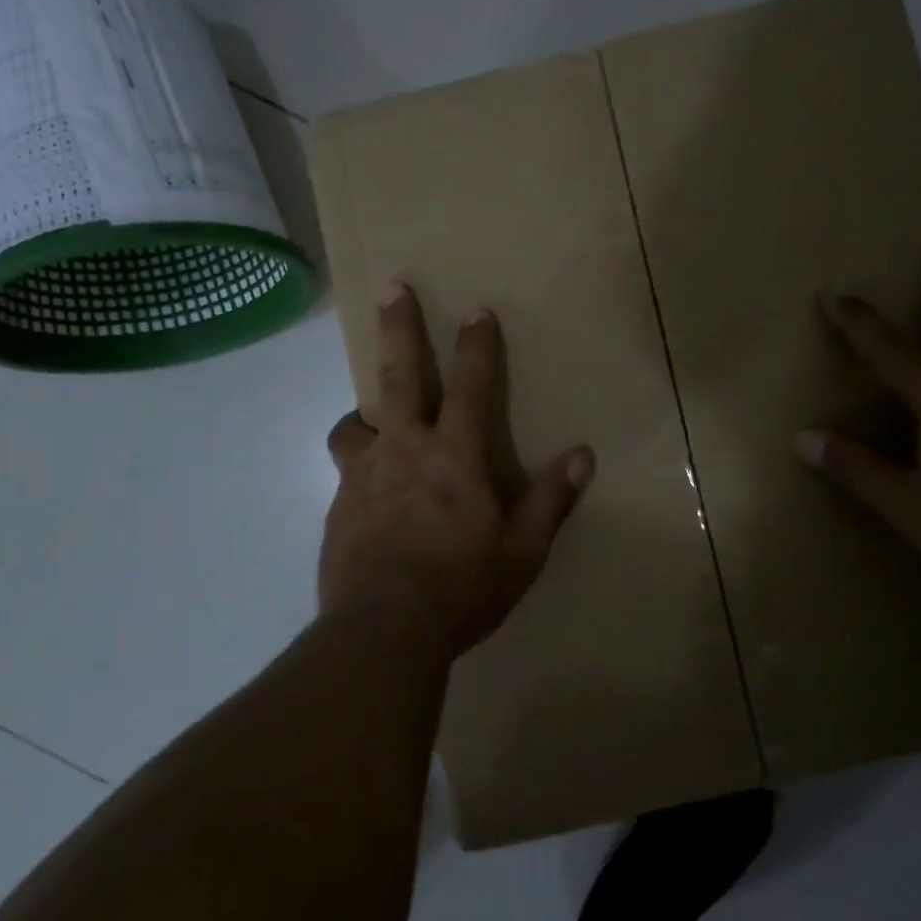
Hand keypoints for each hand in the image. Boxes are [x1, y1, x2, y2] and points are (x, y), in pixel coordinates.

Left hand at [320, 284, 595, 658]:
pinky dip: (359, 465)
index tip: (475, 310)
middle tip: (393, 289)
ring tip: (371, 419)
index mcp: (455, 457)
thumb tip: (582, 456)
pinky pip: (346, 470)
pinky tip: (368, 492)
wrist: (384, 630)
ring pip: (354, 422)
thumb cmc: (463, 590)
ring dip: (364, 411)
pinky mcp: (339, 505)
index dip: (477, 346)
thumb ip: (549, 500)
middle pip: (397, 376)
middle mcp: (405, 451)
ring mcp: (364, 475)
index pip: (472, 386)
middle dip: (399, 329)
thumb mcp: (522, 552)